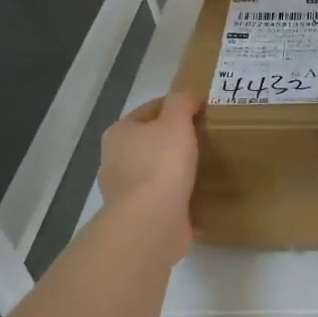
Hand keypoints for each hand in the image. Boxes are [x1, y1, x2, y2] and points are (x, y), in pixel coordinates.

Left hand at [98, 92, 199, 257]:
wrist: (152, 221)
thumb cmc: (162, 164)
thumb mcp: (176, 122)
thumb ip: (182, 103)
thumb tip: (190, 95)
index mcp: (119, 134)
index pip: (149, 110)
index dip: (174, 106)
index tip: (199, 110)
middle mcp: (115, 161)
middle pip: (148, 143)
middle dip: (171, 141)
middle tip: (202, 139)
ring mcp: (124, 193)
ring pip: (154, 173)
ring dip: (173, 172)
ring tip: (202, 170)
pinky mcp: (139, 218)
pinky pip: (163, 202)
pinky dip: (177, 200)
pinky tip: (198, 200)